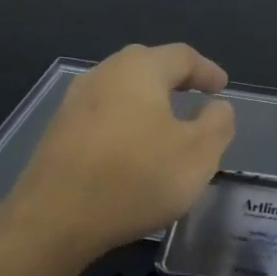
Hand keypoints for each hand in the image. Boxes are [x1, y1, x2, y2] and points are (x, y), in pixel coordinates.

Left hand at [0, 43, 236, 260]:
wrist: (53, 219)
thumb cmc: (136, 178)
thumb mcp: (198, 154)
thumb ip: (217, 123)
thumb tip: (217, 106)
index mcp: (139, 69)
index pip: (182, 56)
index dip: (207, 70)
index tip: (222, 88)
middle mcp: (103, 74)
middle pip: (146, 65)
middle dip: (174, 79)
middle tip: (195, 97)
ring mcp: (74, 103)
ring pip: (121, 90)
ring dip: (147, 102)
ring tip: (165, 125)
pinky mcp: (57, 132)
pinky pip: (102, 116)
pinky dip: (125, 123)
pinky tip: (132, 150)